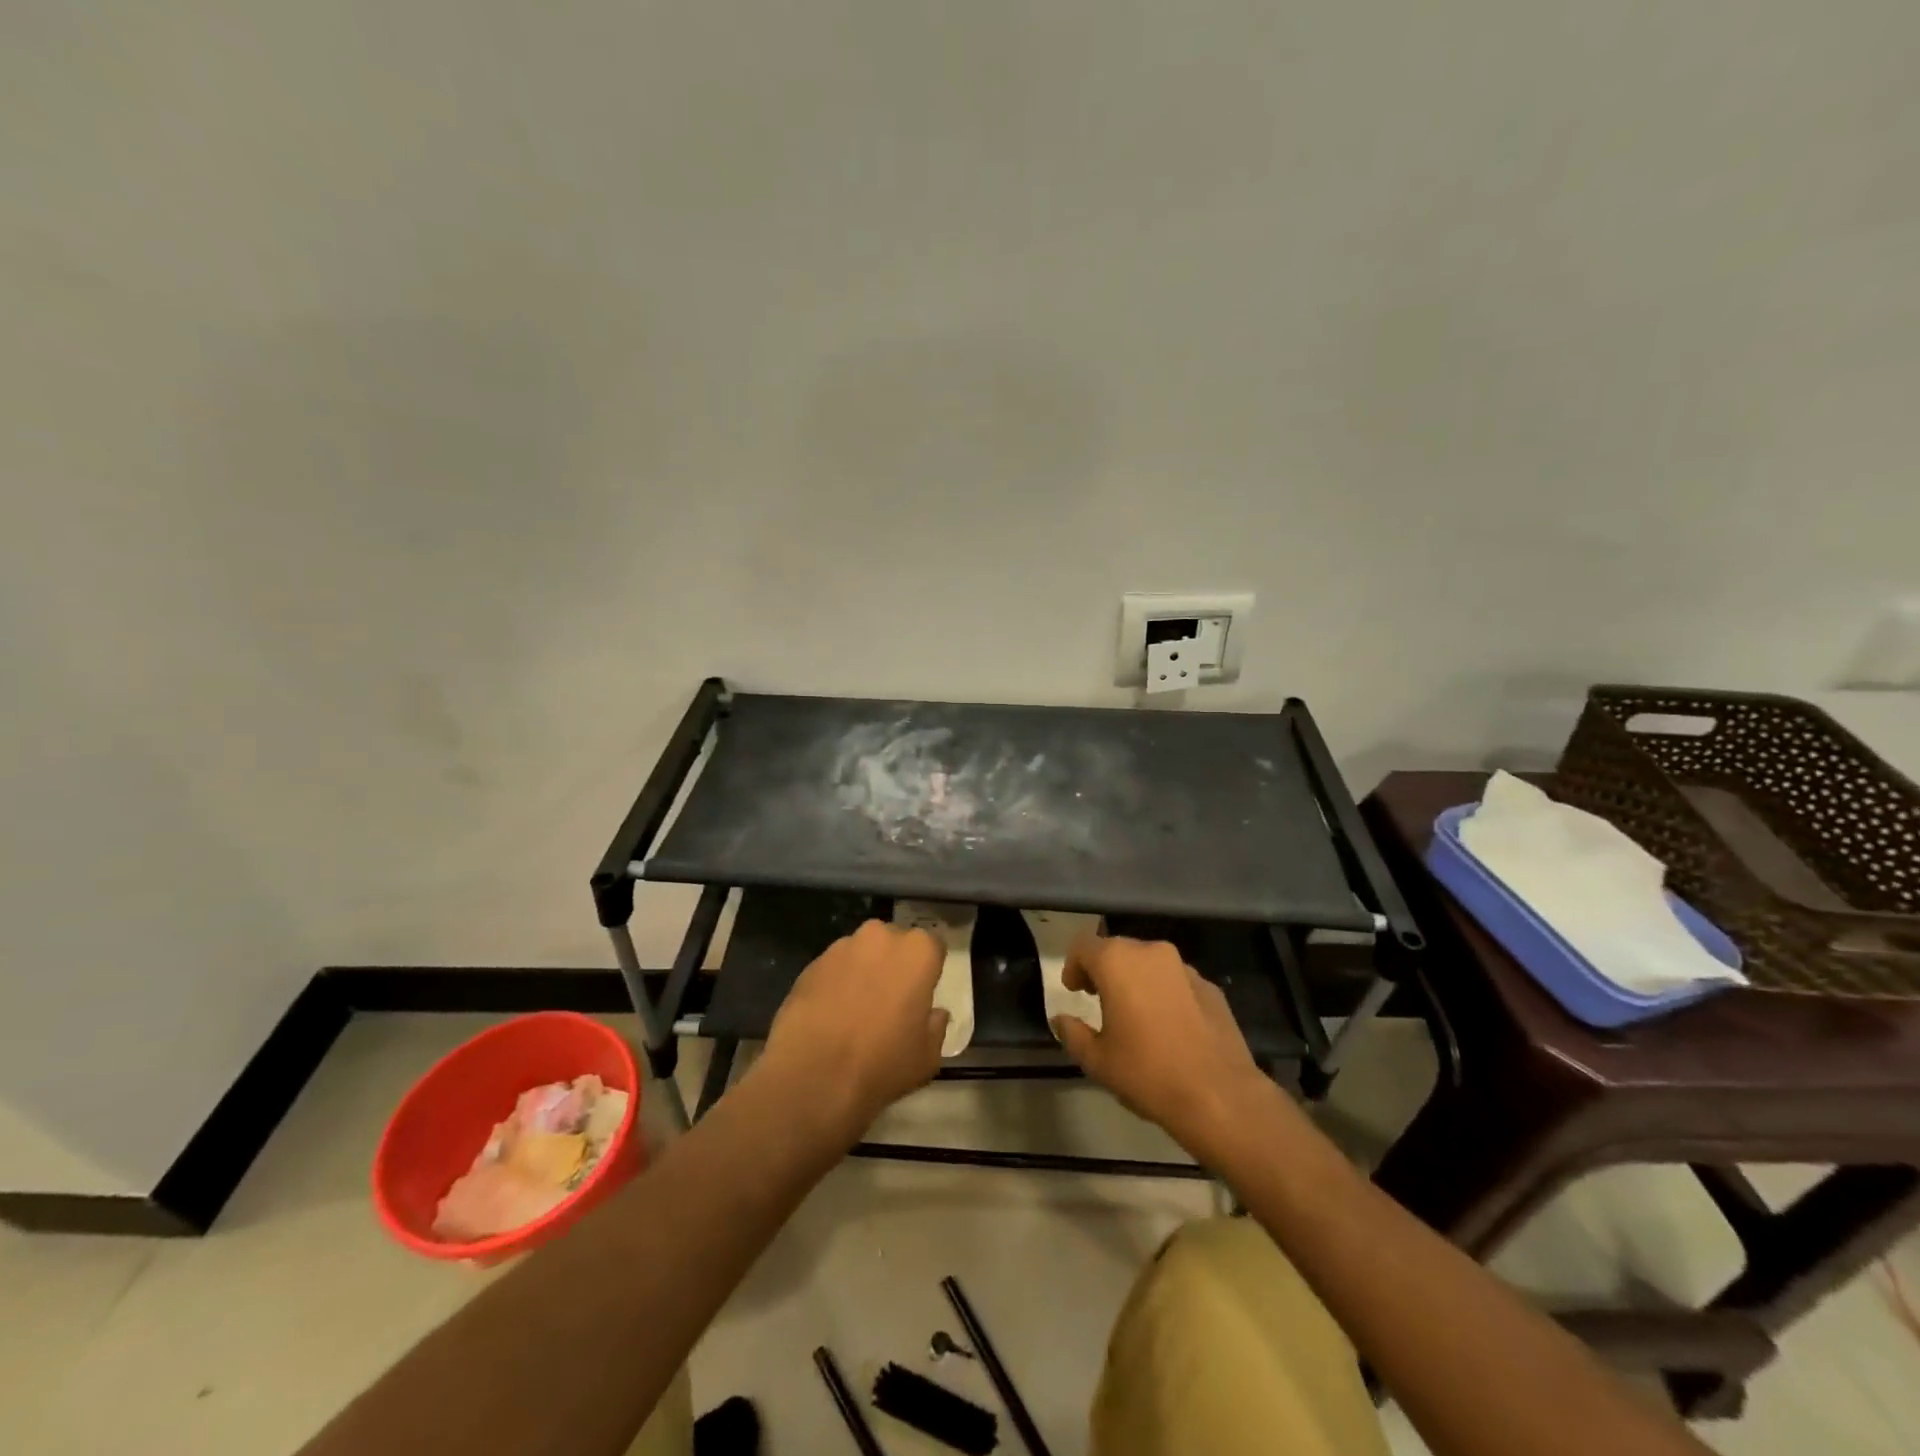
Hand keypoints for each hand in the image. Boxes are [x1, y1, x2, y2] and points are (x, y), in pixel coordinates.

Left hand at [758, 920, 947, 1139]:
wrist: (813, 1074)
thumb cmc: (882, 1063)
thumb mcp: (927, 1057)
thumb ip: (936, 1026)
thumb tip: (934, 1013)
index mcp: (918, 952)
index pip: (933, 947)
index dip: (928, 971)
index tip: (921, 994)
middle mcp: (881, 937)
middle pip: (895, 943)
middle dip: (895, 964)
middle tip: (890, 1000)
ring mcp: (843, 946)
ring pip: (862, 952)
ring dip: (864, 970)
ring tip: (856, 1009)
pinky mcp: (812, 962)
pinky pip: (834, 967)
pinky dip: (836, 982)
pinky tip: (830, 1014)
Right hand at [1052, 933, 1274, 1161]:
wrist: (1219, 1096)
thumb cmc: (1147, 1073)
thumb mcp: (1097, 1060)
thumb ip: (1072, 1033)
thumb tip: (1061, 1019)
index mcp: (1117, 962)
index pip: (1083, 946)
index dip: (1073, 966)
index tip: (1074, 991)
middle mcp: (1151, 952)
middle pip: (1117, 950)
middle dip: (1104, 971)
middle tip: (1099, 1001)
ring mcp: (1185, 967)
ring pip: (1149, 963)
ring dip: (1136, 980)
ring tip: (1135, 1016)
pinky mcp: (1210, 987)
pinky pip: (1176, 981)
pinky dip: (1165, 993)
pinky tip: (1169, 1027)